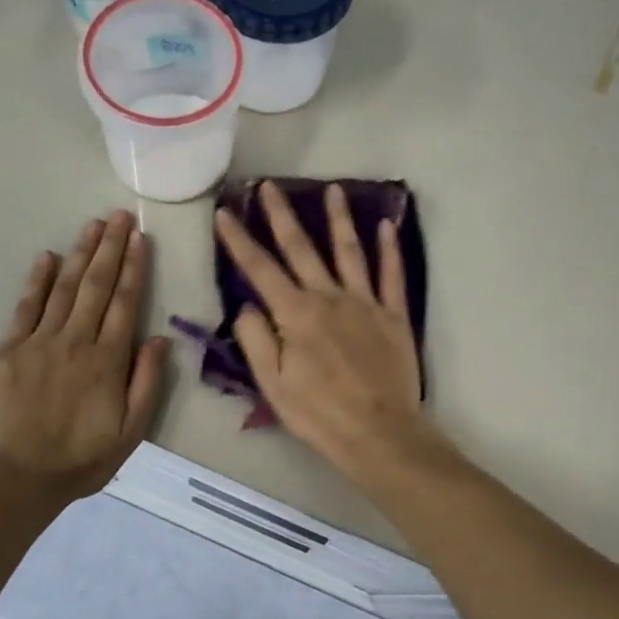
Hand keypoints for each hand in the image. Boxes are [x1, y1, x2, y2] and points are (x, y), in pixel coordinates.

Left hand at [0, 212, 169, 500]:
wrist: (19, 478)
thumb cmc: (83, 459)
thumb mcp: (131, 432)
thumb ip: (147, 383)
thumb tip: (159, 339)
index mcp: (107, 360)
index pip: (125, 303)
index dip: (134, 267)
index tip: (139, 238)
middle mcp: (75, 341)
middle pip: (96, 285)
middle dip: (110, 247)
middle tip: (119, 215)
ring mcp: (39, 342)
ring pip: (64, 288)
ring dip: (80, 254)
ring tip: (93, 225)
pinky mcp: (9, 350)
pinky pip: (26, 307)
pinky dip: (38, 280)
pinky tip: (47, 257)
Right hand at [214, 182, 443, 482]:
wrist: (379, 432)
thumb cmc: (319, 413)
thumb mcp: (272, 383)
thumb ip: (256, 339)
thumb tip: (247, 304)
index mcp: (296, 314)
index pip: (260, 269)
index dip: (239, 239)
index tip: (225, 212)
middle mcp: (329, 297)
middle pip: (302, 248)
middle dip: (282, 215)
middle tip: (270, 186)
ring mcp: (365, 303)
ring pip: (350, 251)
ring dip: (339, 219)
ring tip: (333, 189)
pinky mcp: (394, 316)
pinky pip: (392, 275)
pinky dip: (389, 249)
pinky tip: (386, 225)